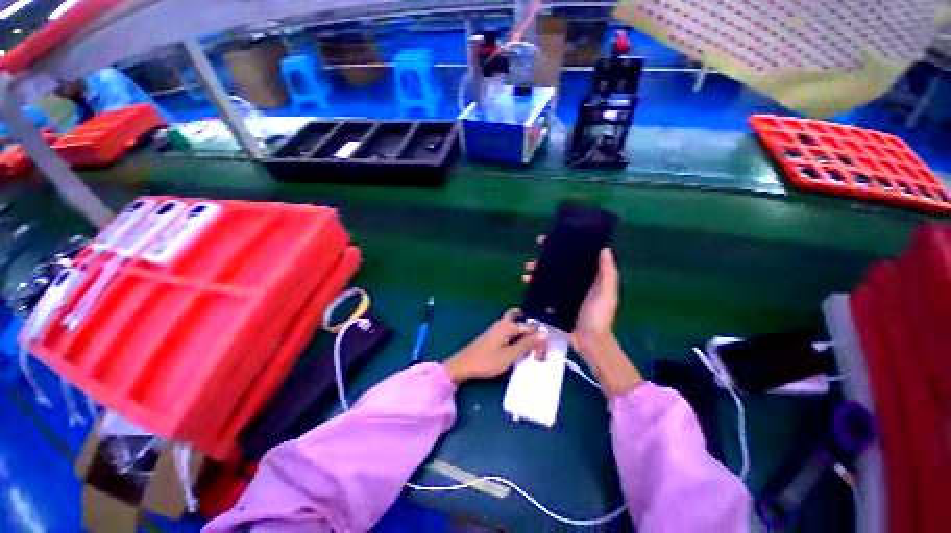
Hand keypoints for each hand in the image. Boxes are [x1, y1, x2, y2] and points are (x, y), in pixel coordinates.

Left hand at [443, 309, 547, 384]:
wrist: (464, 364)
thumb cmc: (487, 361)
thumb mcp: (510, 355)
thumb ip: (527, 344)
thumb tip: (545, 334)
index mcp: (509, 325)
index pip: (532, 328)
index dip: (540, 341)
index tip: (540, 357)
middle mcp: (504, 322)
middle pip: (523, 319)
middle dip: (533, 330)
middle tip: (538, 345)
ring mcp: (498, 327)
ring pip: (516, 323)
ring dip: (525, 333)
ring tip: (531, 348)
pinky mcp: (494, 334)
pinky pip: (511, 329)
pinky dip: (518, 335)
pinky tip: (519, 347)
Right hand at [522, 238, 617, 355]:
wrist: (590, 340)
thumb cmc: (599, 314)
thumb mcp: (606, 292)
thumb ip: (607, 272)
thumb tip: (604, 248)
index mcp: (588, 276)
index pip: (575, 257)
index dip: (564, 247)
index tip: (552, 240)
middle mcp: (575, 282)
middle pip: (557, 265)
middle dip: (544, 259)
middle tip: (534, 257)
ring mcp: (563, 292)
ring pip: (548, 276)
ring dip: (536, 271)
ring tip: (527, 271)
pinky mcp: (554, 302)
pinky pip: (543, 290)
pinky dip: (535, 285)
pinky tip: (527, 283)